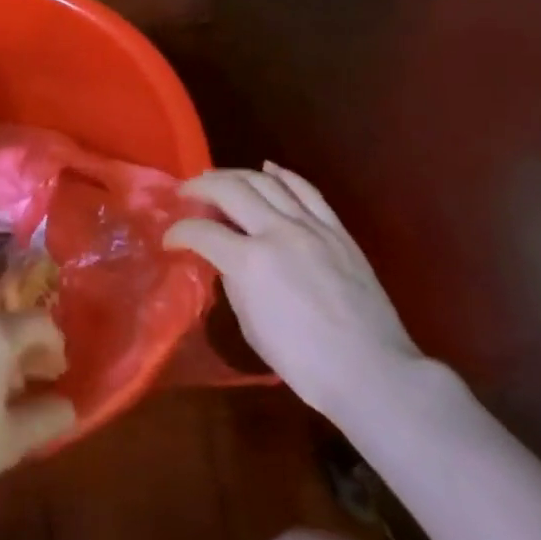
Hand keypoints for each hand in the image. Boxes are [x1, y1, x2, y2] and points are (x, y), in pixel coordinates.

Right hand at [166, 163, 421, 416]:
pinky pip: (306, 190)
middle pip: (230, 189)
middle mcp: (277, 232)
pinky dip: (283, 175)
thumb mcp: (251, 325)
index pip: (202, 232)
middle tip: (186, 192)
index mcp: (249, 262)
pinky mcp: (336, 229)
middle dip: (200, 186)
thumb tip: (228, 260)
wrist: (370, 370)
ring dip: (236, 174)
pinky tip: (268, 168)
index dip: (179, 232)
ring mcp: (310, 226)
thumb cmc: (303, 361)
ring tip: (218, 178)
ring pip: (266, 181)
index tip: (169, 239)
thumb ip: (234, 282)